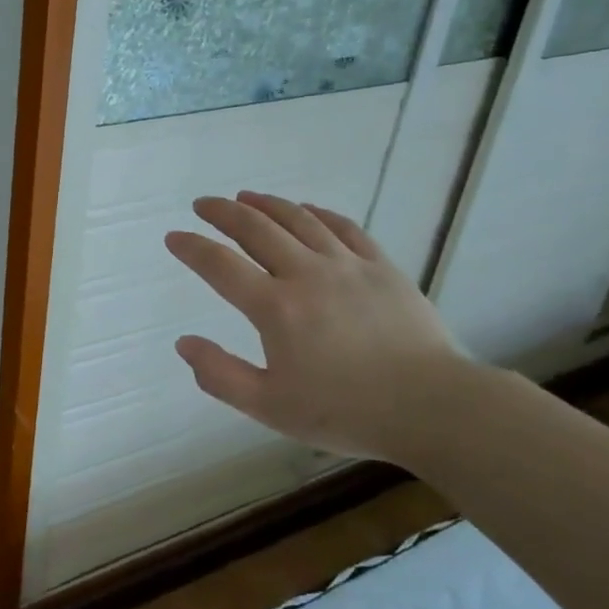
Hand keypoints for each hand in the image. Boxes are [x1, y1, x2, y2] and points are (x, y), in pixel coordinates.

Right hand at [165, 191, 467, 463]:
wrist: (434, 408)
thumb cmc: (346, 411)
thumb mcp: (270, 408)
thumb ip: (220, 375)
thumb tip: (183, 344)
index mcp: (275, 308)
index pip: (220, 265)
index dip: (192, 247)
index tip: (174, 237)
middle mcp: (306, 274)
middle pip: (256, 228)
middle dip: (223, 212)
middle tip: (203, 204)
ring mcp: (347, 265)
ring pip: (298, 219)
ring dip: (266, 204)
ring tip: (245, 196)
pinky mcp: (381, 266)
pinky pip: (344, 227)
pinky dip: (317, 212)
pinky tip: (305, 209)